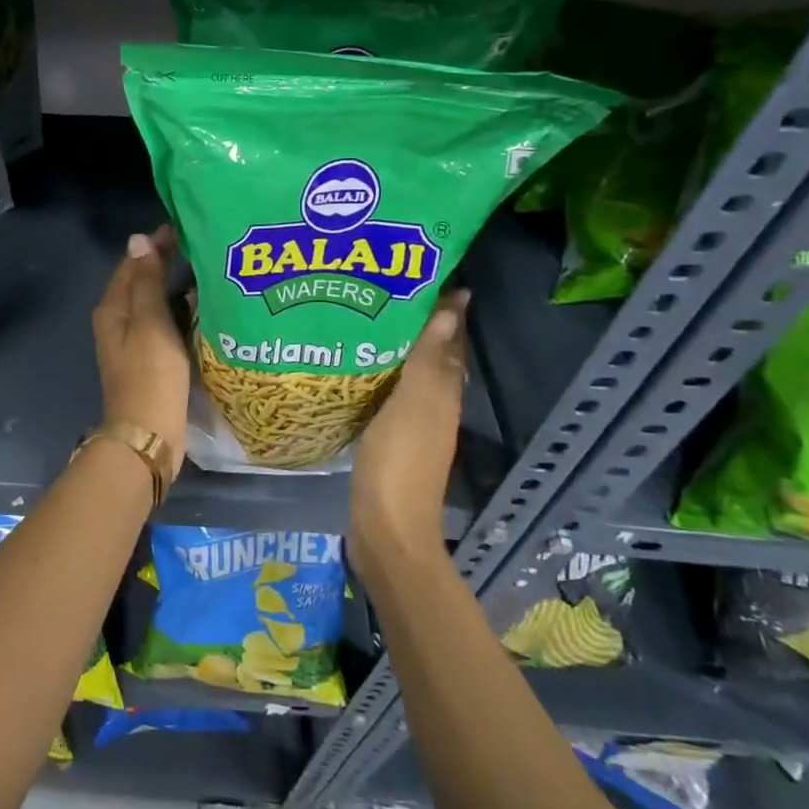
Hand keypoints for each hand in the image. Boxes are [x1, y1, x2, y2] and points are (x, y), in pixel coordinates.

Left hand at [91, 226, 190, 458]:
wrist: (148, 434)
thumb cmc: (150, 374)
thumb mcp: (150, 322)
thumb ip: (146, 281)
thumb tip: (139, 239)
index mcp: (113, 308)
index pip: (132, 263)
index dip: (155, 245)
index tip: (185, 227)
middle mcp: (117, 321)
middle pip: (141, 282)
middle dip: (166, 263)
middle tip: (203, 246)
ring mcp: (133, 342)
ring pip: (153, 304)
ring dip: (174, 288)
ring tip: (208, 272)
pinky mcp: (149, 360)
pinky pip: (164, 325)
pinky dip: (179, 313)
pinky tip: (203, 309)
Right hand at [350, 290, 468, 569]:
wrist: (385, 530)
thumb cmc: (399, 463)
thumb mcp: (414, 405)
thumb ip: (429, 359)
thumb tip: (453, 308)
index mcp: (442, 394)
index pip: (449, 342)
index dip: (446, 312)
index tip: (429, 277)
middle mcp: (433, 406)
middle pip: (432, 358)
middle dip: (420, 325)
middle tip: (388, 291)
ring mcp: (412, 426)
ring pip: (410, 376)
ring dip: (398, 350)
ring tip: (367, 320)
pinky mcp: (388, 442)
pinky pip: (388, 397)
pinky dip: (380, 377)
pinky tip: (355, 370)